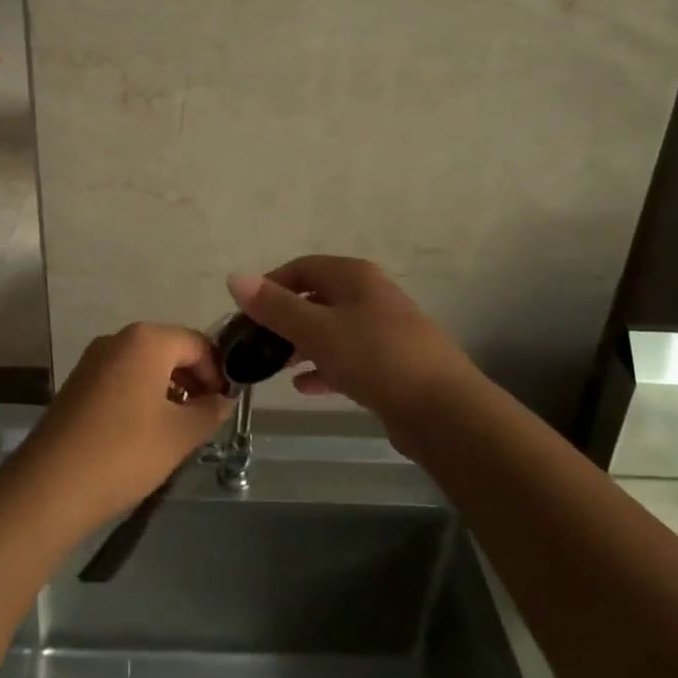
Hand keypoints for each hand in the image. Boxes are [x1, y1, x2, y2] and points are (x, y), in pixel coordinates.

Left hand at [17, 323, 230, 530]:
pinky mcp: (78, 383)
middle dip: (193, 380)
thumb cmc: (124, 452)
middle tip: (205, 418)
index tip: (224, 405)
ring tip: (178, 430)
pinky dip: (141, 397)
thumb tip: (224, 400)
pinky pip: (122, 379)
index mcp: (147, 340)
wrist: (50, 486)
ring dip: (168, 390)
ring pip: (145, 366)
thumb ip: (210, 411)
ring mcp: (93, 360)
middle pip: (170, 350)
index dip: (218, 372)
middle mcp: (118, 339)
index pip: (197, 343)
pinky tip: (145, 433)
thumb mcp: (180, 434)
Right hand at [226, 256, 481, 441]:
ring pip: (331, 330)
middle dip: (284, 319)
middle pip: (316, 299)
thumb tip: (234, 277)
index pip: (301, 268)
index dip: (270, 286)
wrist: (443, 410)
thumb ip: (275, 307)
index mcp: (354, 277)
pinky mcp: (390, 364)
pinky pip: (347, 358)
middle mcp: (370, 296)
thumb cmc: (376, 358)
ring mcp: (383, 331)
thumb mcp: (317, 330)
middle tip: (256, 344)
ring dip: (301, 345)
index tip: (245, 314)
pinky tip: (304, 387)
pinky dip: (324, 367)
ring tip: (274, 367)